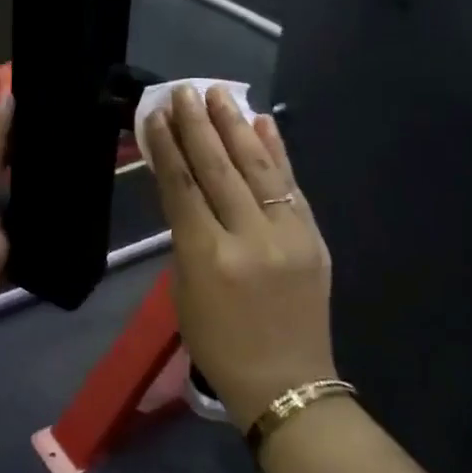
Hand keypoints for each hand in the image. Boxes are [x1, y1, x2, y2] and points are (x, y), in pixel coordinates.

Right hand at [146, 85, 333, 426]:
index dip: (167, 146)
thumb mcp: (185, 289)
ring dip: (237, 126)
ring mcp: (289, 235)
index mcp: (208, 257)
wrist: (287, 382)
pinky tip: (264, 122)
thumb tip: (186, 185)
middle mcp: (250, 237)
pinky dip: (278, 151)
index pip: (183, 186)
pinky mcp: (314, 237)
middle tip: (185, 90)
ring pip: (258, 167)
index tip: (156, 113)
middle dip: (199, 125)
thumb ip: (185, 234)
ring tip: (220, 93)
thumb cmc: (218, 343)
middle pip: (219, 168)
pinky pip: (292, 185)